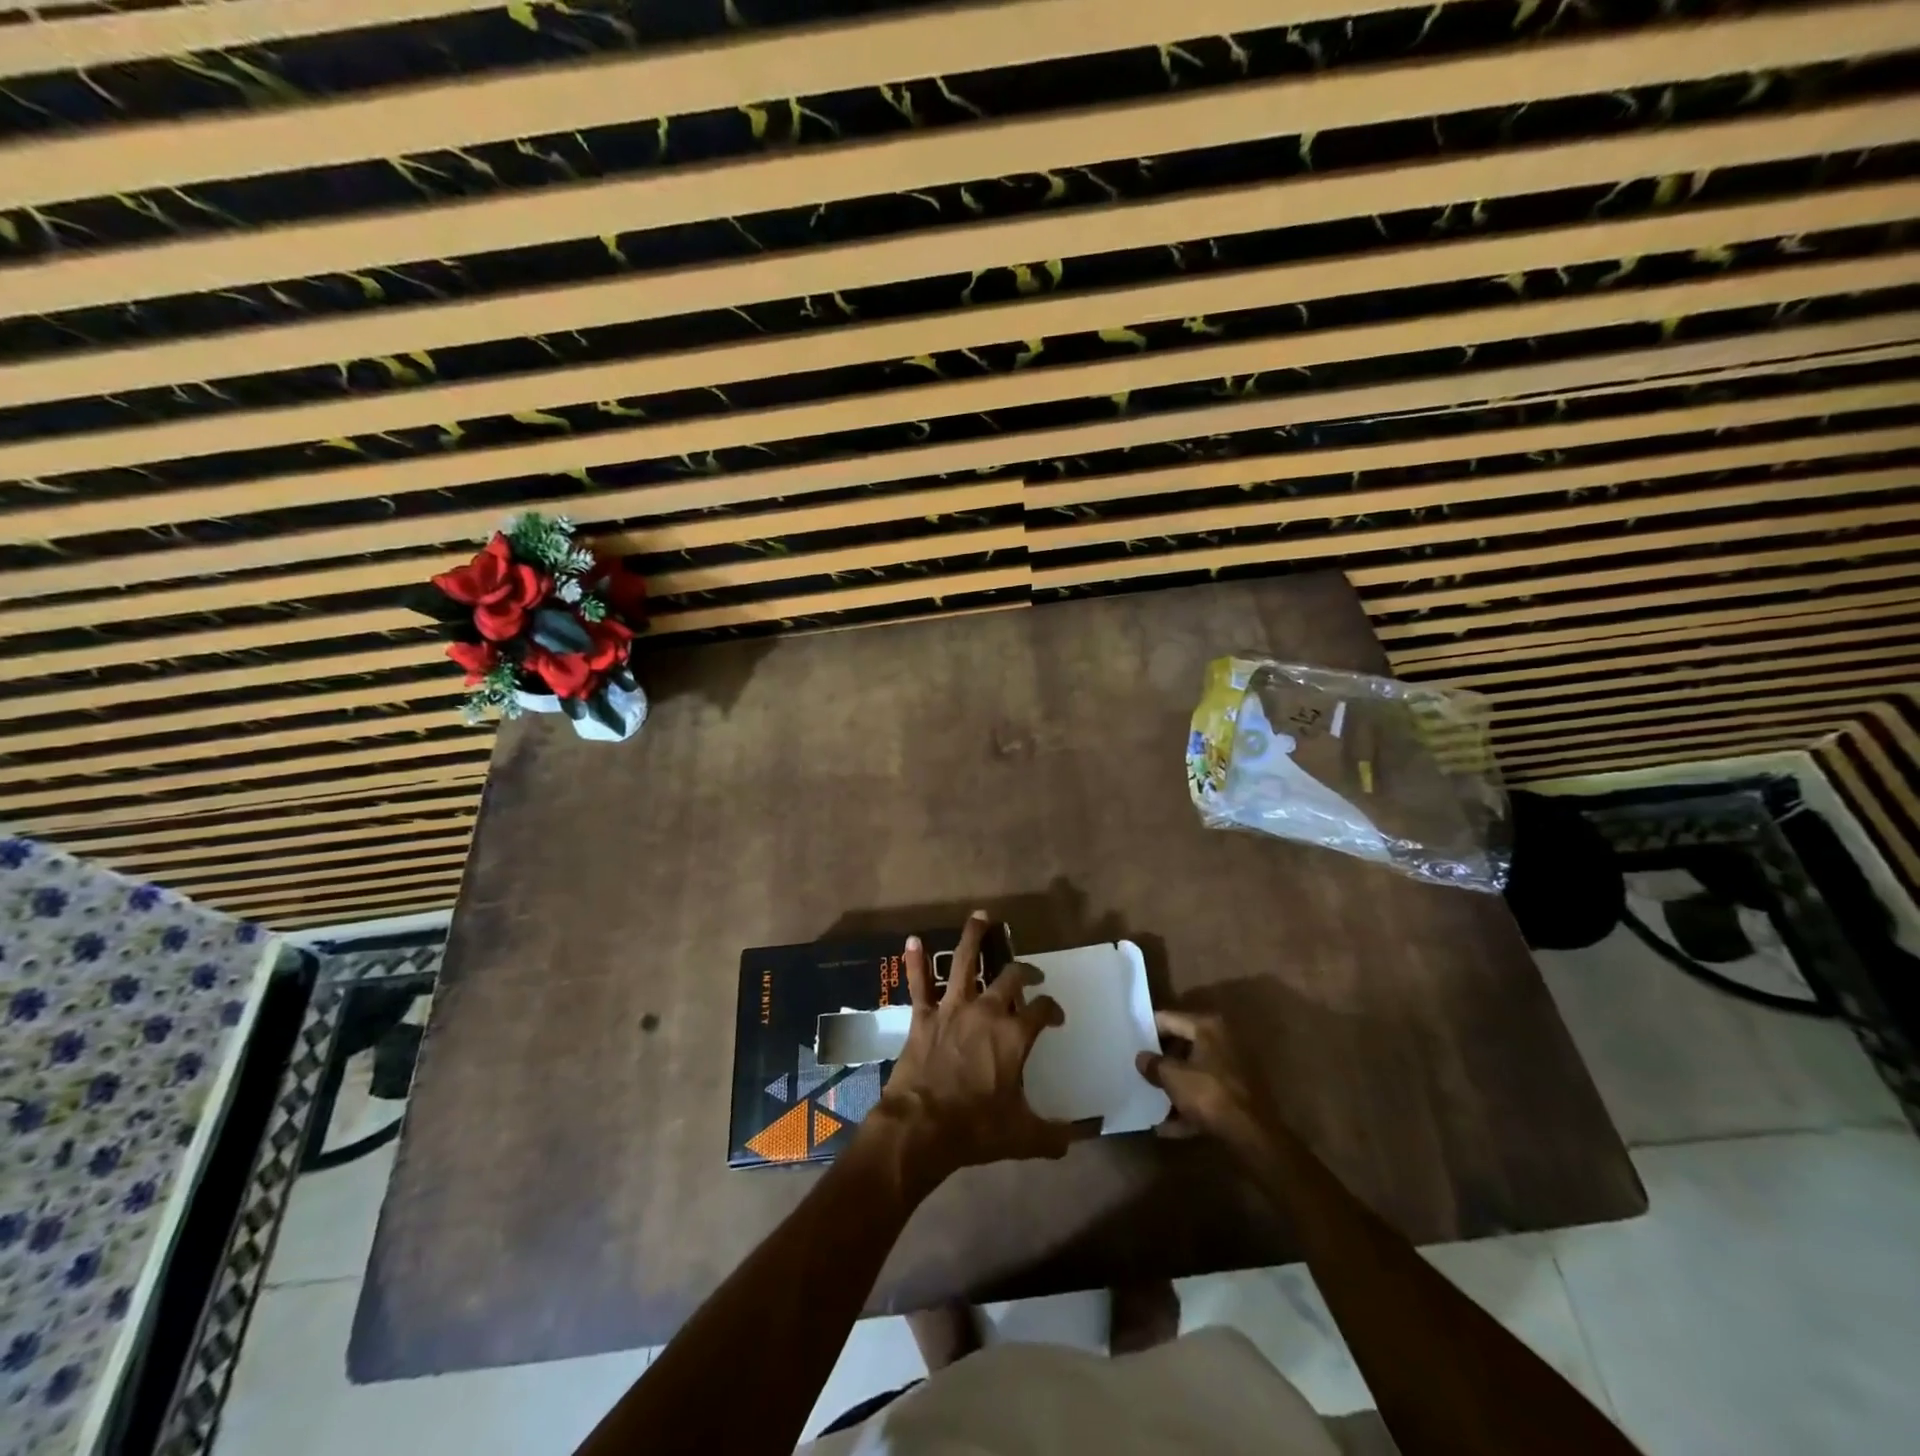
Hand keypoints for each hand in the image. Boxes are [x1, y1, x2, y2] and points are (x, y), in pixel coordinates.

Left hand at [865, 911, 1076, 1194]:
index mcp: (1014, 1035)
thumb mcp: (1023, 1136)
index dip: (1052, 1009)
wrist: (922, 1126)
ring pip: (964, 962)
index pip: (1042, 1009)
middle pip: (1010, 978)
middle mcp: (987, 1011)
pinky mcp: (923, 1016)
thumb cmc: (976, 1128)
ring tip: (980, 917)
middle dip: (1024, 971)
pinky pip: (919, 984)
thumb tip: (1078, 1138)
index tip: (1055, 1016)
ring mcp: (952, 1009)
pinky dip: (915, 962)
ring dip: (973, 937)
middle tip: (1030, 973)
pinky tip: (912, 941)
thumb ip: (1053, 1135)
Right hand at [1135, 1009, 1278, 1156]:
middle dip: (1160, 1060)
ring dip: (1172, 1086)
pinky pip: (1204, 1095)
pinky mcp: (1236, 1095)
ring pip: (1192, 1072)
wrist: (1253, 1136)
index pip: (1168, 1019)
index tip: (1129, 1040)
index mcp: (1206, 1027)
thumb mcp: (1173, 1078)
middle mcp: (1221, 1041)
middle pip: (1181, 1045)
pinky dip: (1187, 1107)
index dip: (1146, 1029)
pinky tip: (1166, 1126)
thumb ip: (1153, 1064)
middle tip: (1137, 1069)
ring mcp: (1231, 1069)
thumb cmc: (1209, 1095)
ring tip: (1148, 1098)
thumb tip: (1141, 1058)